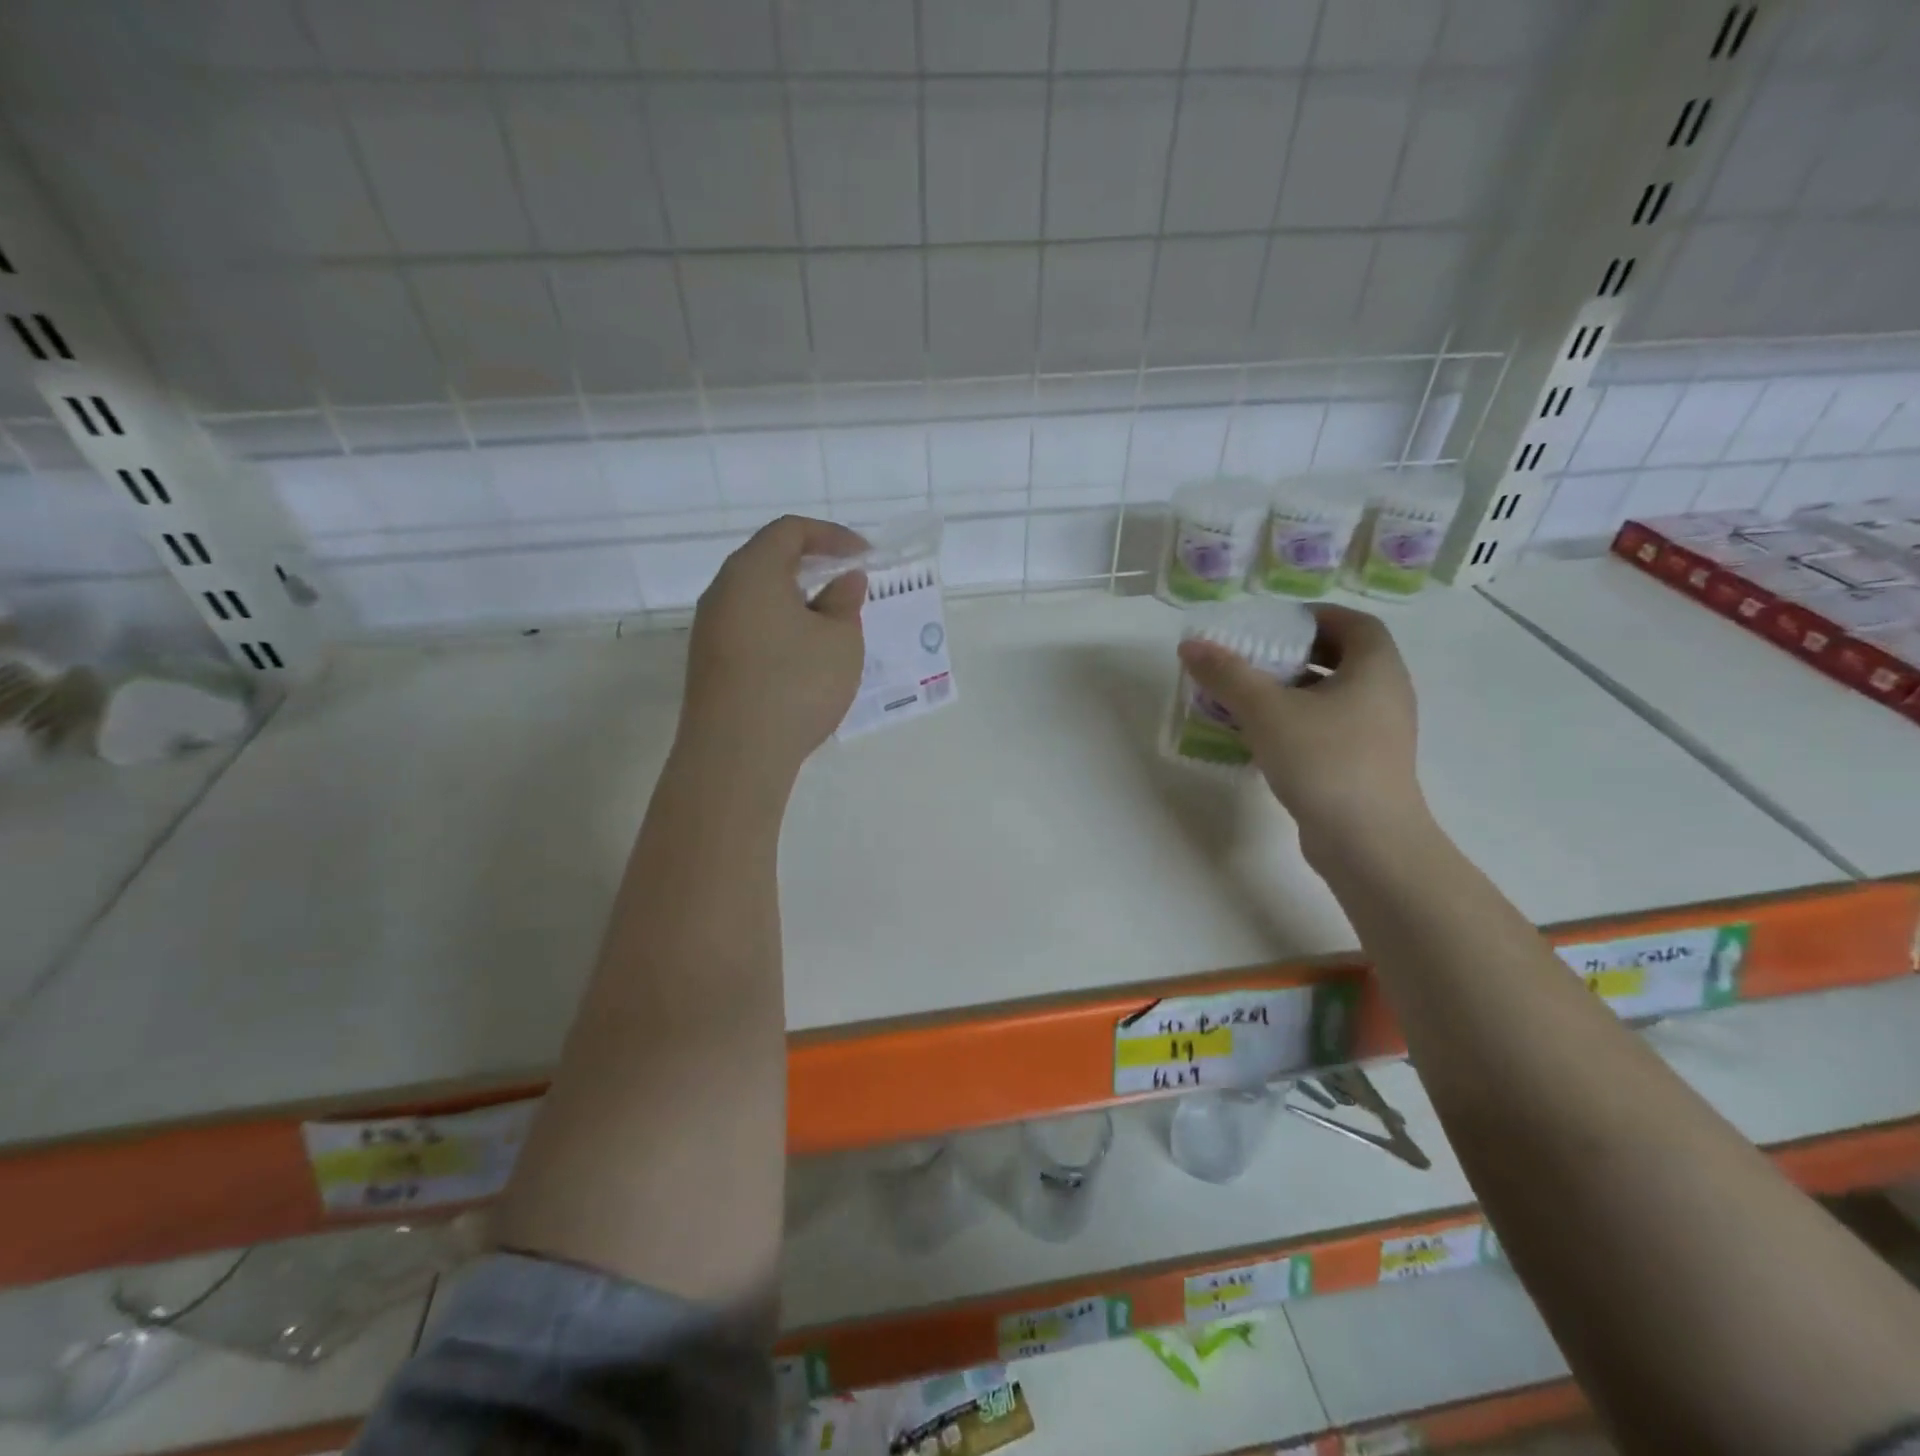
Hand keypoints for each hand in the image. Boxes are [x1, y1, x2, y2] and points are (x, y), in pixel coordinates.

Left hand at [679, 516, 867, 788]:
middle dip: (813, 567)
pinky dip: (780, 629)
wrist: (735, 755)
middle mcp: (722, 592)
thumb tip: (844, 580)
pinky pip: (749, 628)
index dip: (832, 535)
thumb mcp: (840, 640)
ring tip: (831, 625)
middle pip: (768, 561)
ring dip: (796, 602)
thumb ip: (845, 602)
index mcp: (752, 571)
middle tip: (848, 585)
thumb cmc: (795, 684)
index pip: (790, 530)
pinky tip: (803, 657)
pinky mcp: (709, 664)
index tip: (864, 556)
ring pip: (757, 598)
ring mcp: (709, 630)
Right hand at [1176, 605, 1427, 859]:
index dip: (1315, 617)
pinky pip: (1330, 729)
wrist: (1368, 843)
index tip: (1274, 625)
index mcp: (1376, 668)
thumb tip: (1190, 645)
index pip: (1354, 623)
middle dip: (1296, 655)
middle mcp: (1386, 695)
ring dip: (1292, 692)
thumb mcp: (1266, 711)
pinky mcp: (1365, 767)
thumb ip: (1227, 675)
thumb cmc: (1325, 761)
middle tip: (1253, 660)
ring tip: (1247, 698)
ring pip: (1333, 698)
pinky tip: (1262, 739)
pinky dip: (1298, 723)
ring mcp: (1379, 735)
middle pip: (1343, 659)